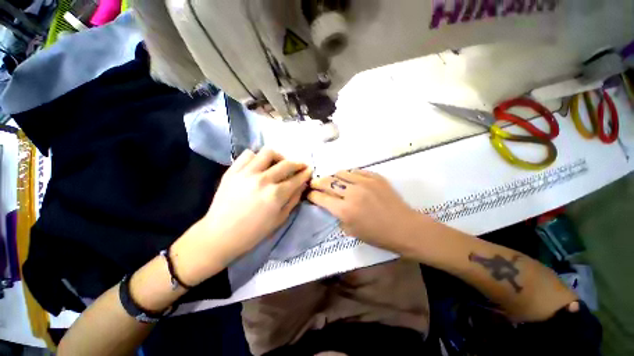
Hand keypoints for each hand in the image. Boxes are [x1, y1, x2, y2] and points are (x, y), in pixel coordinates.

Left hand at [172, 149, 311, 284]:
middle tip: (300, 166)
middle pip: (286, 164)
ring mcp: (246, 173)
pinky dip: (257, 157)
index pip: (296, 179)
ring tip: (279, 163)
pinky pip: (248, 155)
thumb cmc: (253, 232)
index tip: (309, 170)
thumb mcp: (279, 220)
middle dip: (298, 164)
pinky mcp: (232, 171)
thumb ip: (293, 200)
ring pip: (268, 153)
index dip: (305, 173)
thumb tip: (302, 185)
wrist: (220, 235)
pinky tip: (259, 165)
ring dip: (278, 157)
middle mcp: (263, 180)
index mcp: (275, 195)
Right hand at [308, 170, 426, 253]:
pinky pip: (356, 171)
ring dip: (333, 177)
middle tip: (314, 183)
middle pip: (327, 181)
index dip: (312, 194)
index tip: (309, 193)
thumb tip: (329, 204)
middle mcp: (352, 193)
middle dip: (317, 182)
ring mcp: (364, 182)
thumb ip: (337, 215)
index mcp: (344, 210)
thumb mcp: (351, 231)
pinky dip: (349, 175)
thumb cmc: (377, 235)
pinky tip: (350, 180)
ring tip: (333, 181)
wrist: (404, 227)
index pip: (320, 197)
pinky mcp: (375, 177)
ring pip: (341, 173)